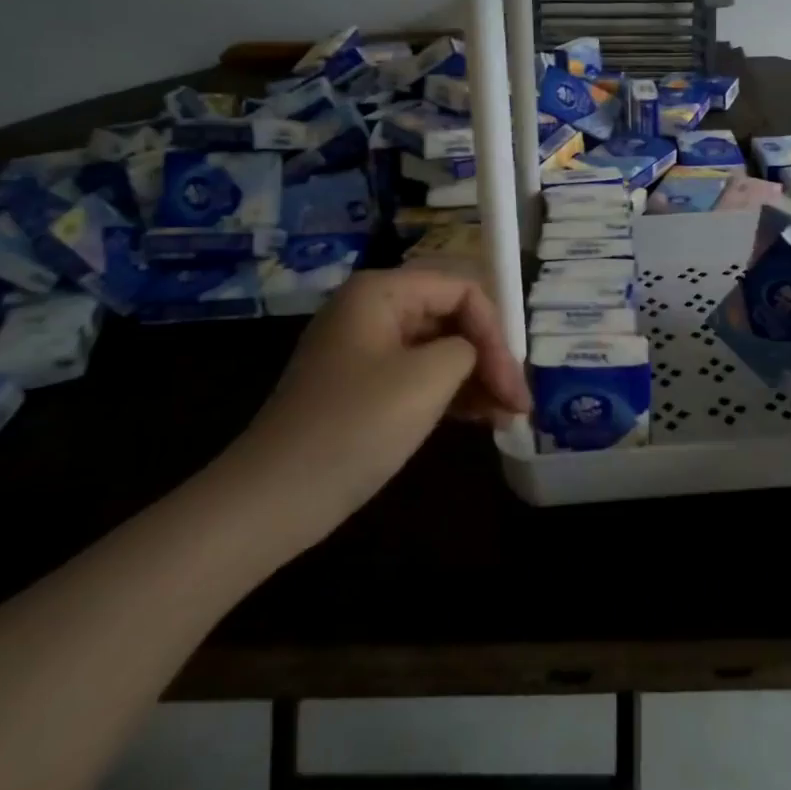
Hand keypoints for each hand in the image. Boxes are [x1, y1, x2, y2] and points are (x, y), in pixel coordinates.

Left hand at [216, 269, 530, 550]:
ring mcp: (367, 349)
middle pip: (452, 317)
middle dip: (490, 356)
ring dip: (477, 378)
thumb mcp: (428, 379)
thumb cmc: (355, 427)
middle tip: (518, 401)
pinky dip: (452, 393)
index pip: (461, 290)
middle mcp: (373, 310)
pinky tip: (482, 419)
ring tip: (508, 416)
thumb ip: (469, 349)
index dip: (496, 331)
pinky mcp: (365, 387)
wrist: (272, 500)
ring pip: (440, 349)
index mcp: (381, 292)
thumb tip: (473, 356)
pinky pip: (420, 375)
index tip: (513, 382)